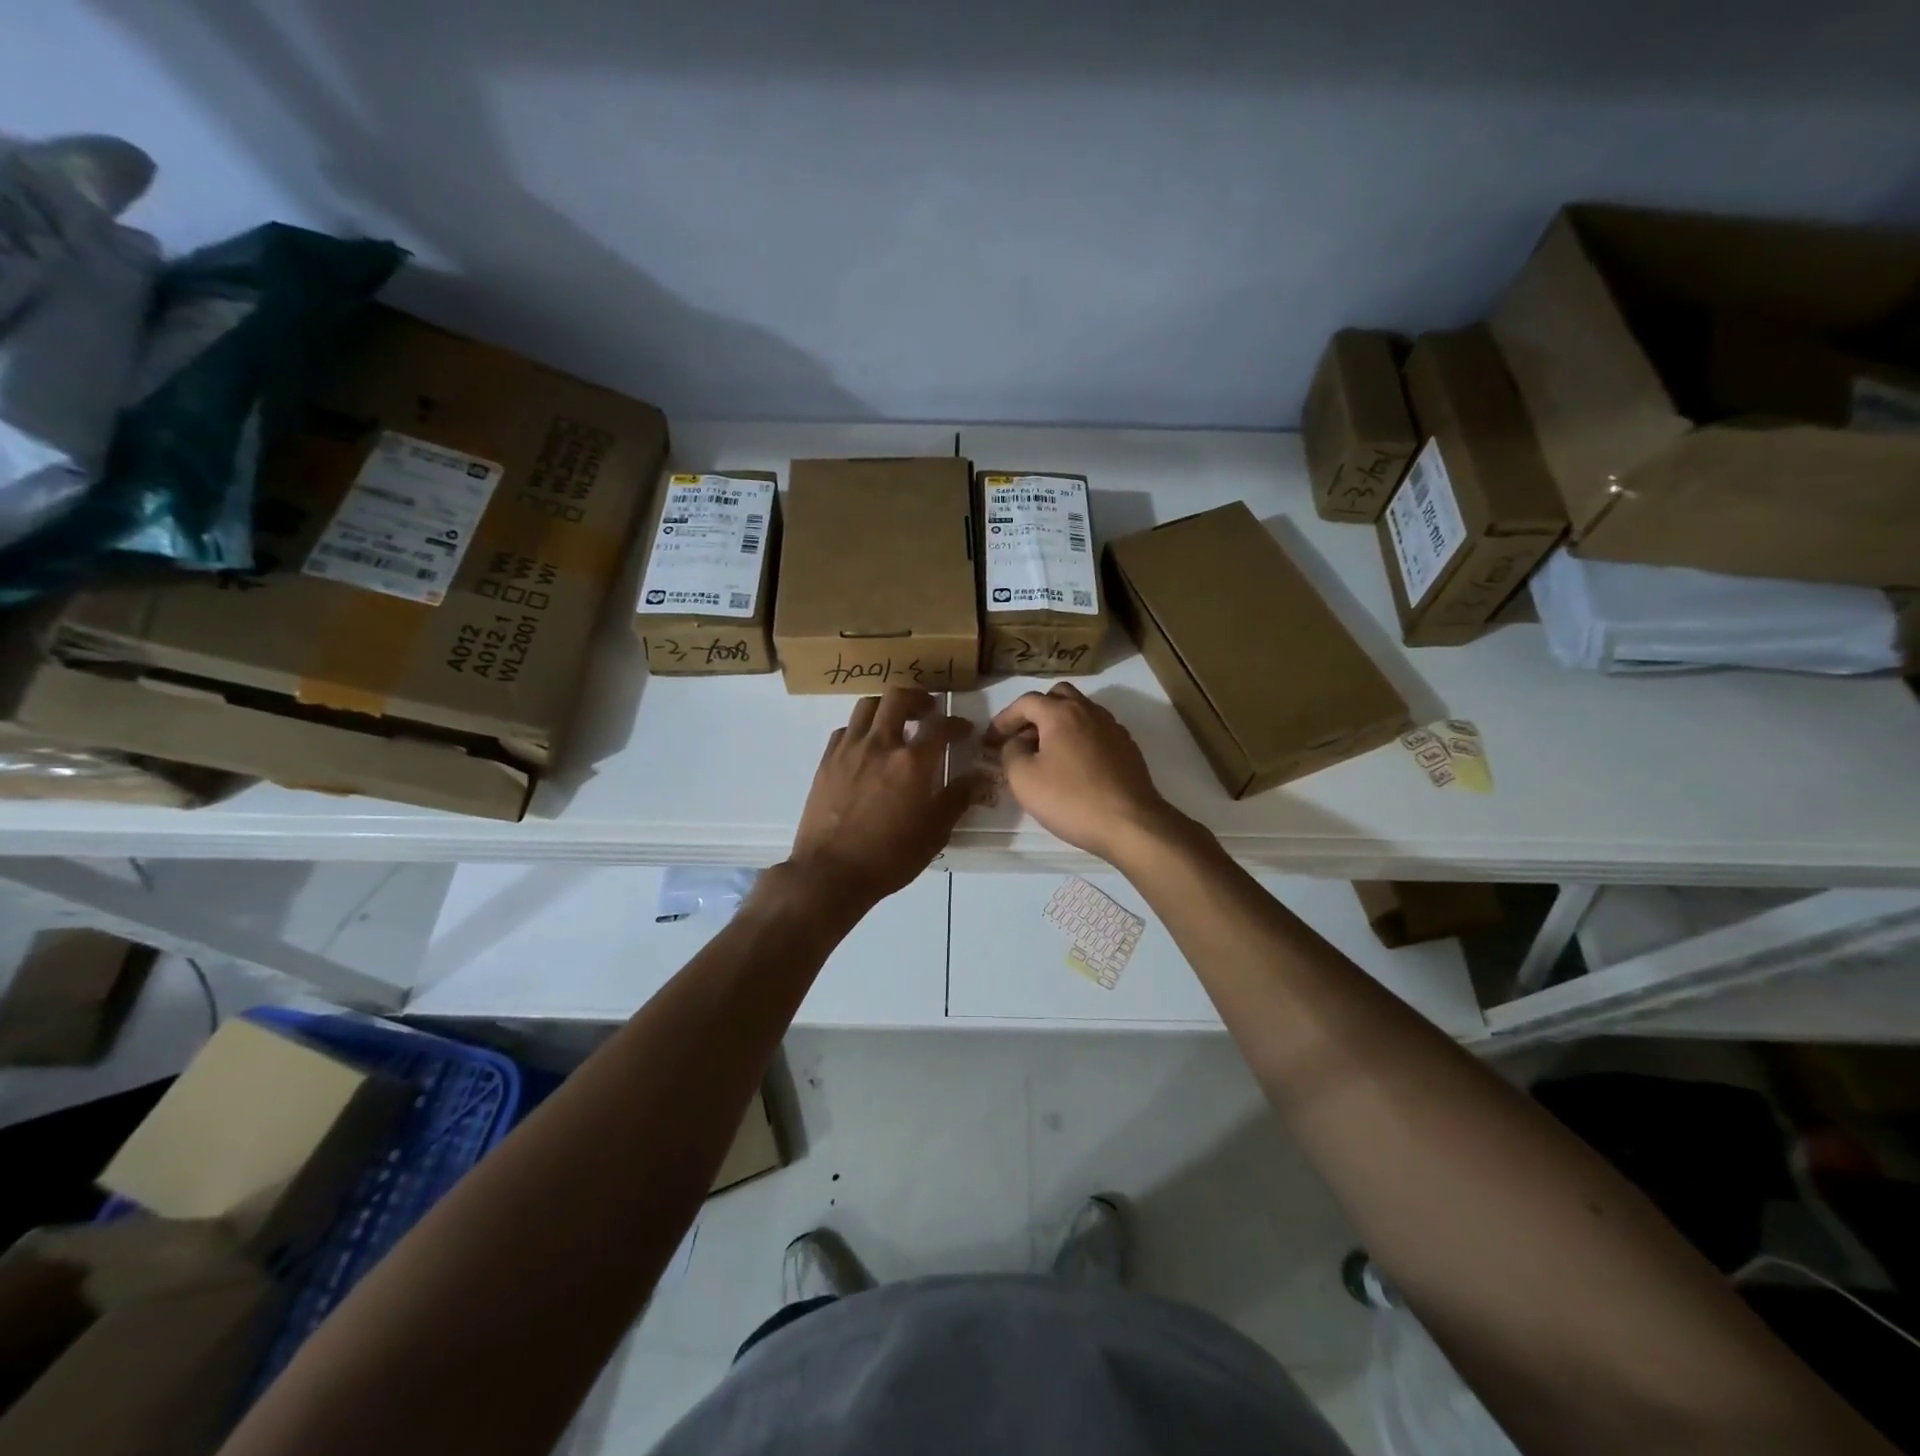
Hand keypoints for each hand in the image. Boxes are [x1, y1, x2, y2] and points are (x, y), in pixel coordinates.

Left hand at [785, 689, 975, 910]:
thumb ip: (957, 799)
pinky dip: (861, 729)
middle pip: (898, 698)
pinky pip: (846, 729)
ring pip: (867, 705)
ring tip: (896, 722)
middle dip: (918, 698)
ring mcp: (849, 749)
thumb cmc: (889, 857)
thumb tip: (979, 778)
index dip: (956, 723)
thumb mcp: (934, 833)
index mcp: (912, 762)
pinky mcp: (826, 760)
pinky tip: (867, 747)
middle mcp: (880, 745)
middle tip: (928, 711)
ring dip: (887, 707)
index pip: (940, 726)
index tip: (963, 730)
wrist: (830, 873)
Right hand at [983, 683, 1178, 863]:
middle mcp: (1089, 711)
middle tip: (1021, 738)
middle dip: (1035, 712)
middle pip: (1058, 697)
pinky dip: (1079, 739)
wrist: (1130, 823)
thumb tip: (1016, 743)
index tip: (991, 740)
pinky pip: (1096, 732)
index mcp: (1061, 713)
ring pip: (1081, 712)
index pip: (1026, 702)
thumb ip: (1011, 752)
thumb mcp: (1023, 778)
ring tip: (1046, 753)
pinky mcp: (1128, 748)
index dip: (1004, 718)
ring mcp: (1113, 728)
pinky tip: (1074, 766)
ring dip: (1059, 725)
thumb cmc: (1070, 799)